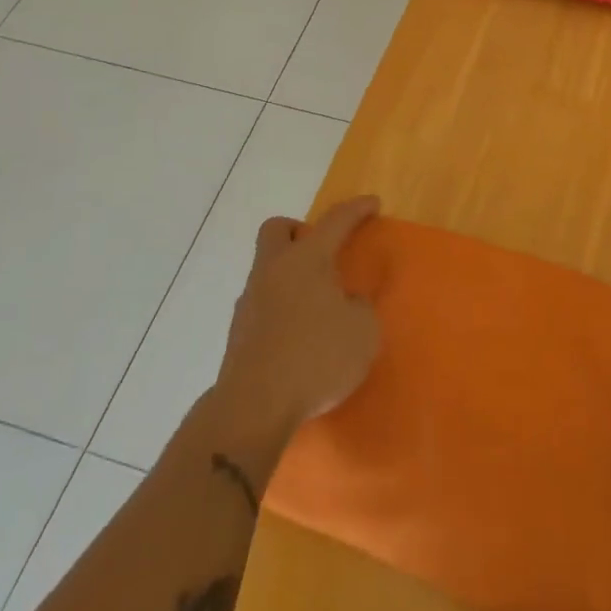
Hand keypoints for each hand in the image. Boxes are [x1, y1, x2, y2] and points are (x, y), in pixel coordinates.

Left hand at [213, 196, 381, 441]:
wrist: (255, 407)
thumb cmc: (317, 357)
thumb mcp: (363, 331)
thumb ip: (361, 307)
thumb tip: (347, 302)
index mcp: (306, 260)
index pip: (335, 221)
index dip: (356, 210)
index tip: (372, 203)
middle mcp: (273, 270)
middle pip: (278, 230)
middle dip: (301, 231)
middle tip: (324, 252)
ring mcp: (250, 300)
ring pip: (267, 268)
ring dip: (290, 274)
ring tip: (317, 303)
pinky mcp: (239, 332)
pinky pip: (263, 303)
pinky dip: (281, 306)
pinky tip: (298, 333)